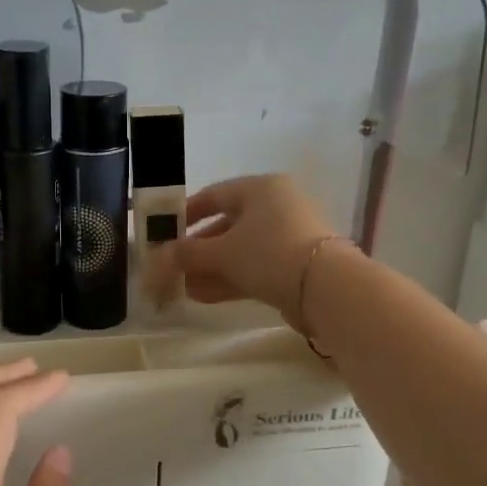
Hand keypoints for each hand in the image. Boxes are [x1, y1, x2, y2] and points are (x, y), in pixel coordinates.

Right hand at [175, 175, 337, 324]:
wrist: (324, 287)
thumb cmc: (268, 253)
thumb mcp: (222, 252)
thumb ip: (188, 253)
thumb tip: (162, 256)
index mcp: (260, 189)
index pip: (214, 195)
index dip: (186, 213)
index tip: (165, 231)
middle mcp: (276, 207)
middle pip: (227, 225)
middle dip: (198, 250)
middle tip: (174, 267)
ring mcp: (287, 237)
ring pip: (240, 250)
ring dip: (210, 268)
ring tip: (183, 287)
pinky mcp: (294, 265)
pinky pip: (254, 267)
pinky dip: (230, 279)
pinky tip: (203, 296)